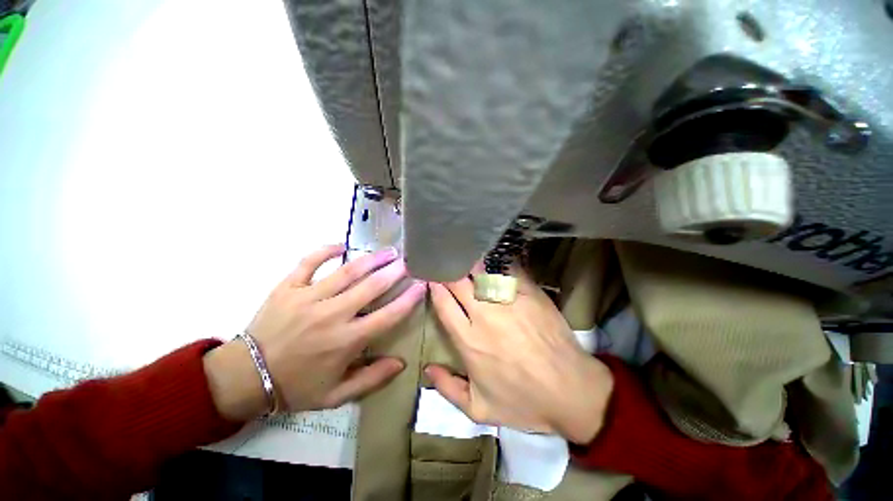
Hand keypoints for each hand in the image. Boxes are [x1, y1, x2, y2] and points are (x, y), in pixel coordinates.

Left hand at [204, 245, 426, 420]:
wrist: (245, 377)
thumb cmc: (296, 386)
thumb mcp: (336, 395)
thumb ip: (371, 380)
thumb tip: (401, 363)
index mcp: (345, 341)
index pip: (387, 316)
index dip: (408, 300)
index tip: (422, 286)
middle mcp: (331, 315)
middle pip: (371, 287)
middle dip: (394, 272)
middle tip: (408, 261)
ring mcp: (308, 298)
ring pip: (347, 272)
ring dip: (371, 259)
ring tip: (388, 251)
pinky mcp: (287, 287)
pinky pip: (309, 262)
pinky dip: (325, 251)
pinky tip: (342, 245)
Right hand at [427, 267, 612, 443]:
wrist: (571, 391)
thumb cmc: (524, 401)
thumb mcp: (480, 409)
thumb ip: (448, 389)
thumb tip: (427, 370)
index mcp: (468, 340)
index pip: (444, 303)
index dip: (435, 286)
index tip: (432, 277)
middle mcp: (484, 316)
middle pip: (458, 283)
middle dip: (448, 270)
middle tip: (445, 262)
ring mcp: (508, 302)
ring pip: (481, 272)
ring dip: (469, 263)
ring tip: (463, 254)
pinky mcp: (530, 293)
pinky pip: (508, 270)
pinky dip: (497, 262)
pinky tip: (492, 256)